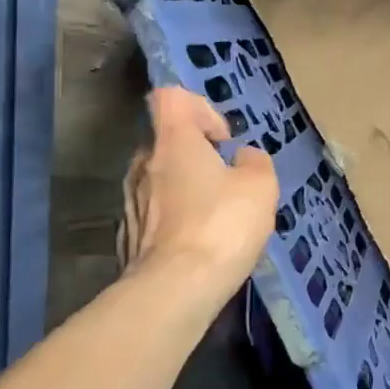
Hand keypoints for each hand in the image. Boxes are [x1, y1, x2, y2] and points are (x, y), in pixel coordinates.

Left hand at [117, 88, 278, 297]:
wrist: (174, 290)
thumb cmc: (221, 224)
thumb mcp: (261, 185)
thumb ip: (254, 162)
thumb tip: (242, 159)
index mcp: (173, 141)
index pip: (171, 98)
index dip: (201, 108)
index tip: (223, 140)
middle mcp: (144, 163)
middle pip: (167, 141)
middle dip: (196, 155)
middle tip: (226, 181)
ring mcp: (130, 201)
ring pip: (160, 179)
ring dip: (186, 189)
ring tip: (216, 216)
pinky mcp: (128, 236)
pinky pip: (155, 214)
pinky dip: (175, 220)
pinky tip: (199, 244)